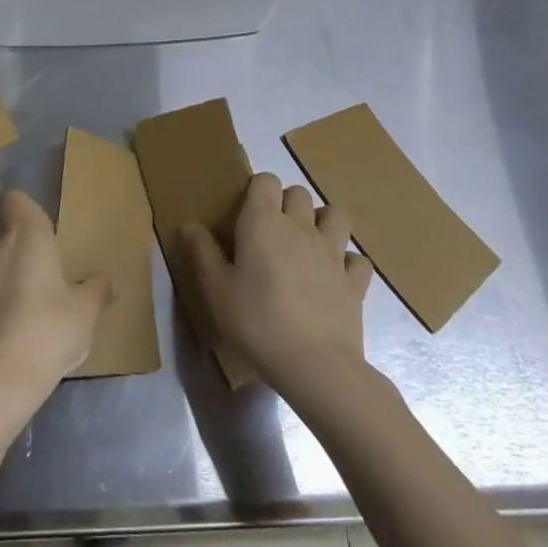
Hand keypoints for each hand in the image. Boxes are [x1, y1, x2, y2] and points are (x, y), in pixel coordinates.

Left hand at [0, 191, 108, 421]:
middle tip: (42, 281)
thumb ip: (96, 290)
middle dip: (18, 252)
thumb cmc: (49, 332)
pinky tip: (2, 338)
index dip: (26, 211)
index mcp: (26, 236)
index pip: (15, 199)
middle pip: (3, 235)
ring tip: (22, 315)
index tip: (42, 234)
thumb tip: (109, 280)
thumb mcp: (85, 313)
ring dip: (2, 281)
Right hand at [179, 173, 374, 394]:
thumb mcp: (216, 290)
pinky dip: (348, 263)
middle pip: (299, 193)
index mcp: (263, 222)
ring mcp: (332, 253)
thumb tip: (189, 225)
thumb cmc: (257, 322)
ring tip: (308, 243)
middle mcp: (300, 227)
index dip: (257, 189)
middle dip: (287, 203)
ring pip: (336, 215)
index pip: (266, 180)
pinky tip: (335, 277)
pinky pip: (358, 260)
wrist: (315, 365)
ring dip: (323, 221)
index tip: (246, 212)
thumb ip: (202, 253)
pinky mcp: (354, 282)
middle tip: (271, 231)